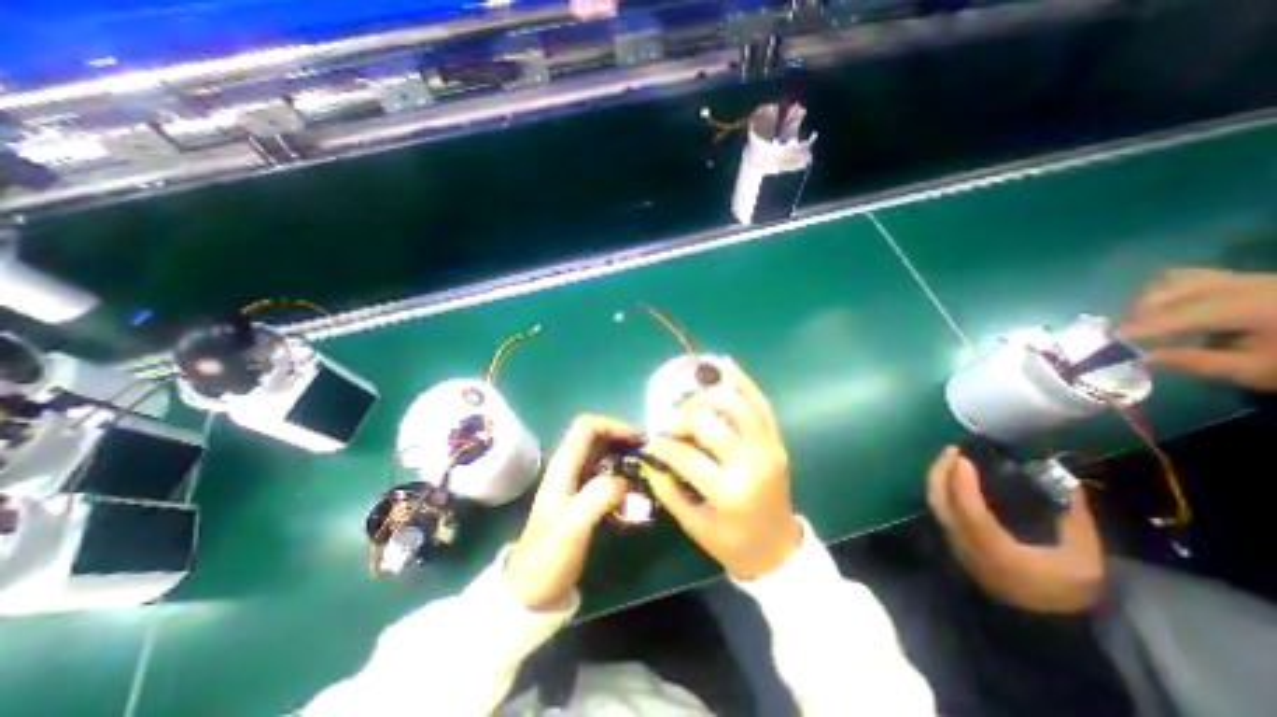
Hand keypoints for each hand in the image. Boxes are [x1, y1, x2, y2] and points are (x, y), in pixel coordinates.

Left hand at [501, 415, 635, 609]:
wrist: (531, 589)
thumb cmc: (549, 556)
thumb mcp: (573, 526)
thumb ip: (597, 497)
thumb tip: (625, 480)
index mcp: (563, 466)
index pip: (587, 426)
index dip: (613, 425)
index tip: (638, 440)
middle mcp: (568, 467)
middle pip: (595, 435)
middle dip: (621, 437)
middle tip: (647, 452)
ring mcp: (574, 481)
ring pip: (601, 453)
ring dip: (623, 453)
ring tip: (645, 466)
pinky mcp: (581, 496)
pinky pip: (604, 472)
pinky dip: (620, 470)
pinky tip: (634, 485)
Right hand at [645, 359, 799, 582]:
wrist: (778, 549)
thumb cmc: (733, 544)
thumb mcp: (695, 526)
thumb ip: (670, 491)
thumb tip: (651, 460)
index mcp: (729, 492)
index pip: (686, 456)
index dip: (662, 446)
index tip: (650, 443)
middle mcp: (751, 463)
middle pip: (710, 423)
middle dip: (683, 417)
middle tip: (671, 422)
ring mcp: (768, 448)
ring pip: (738, 405)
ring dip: (709, 394)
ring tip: (691, 398)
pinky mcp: (776, 441)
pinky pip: (761, 404)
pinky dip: (744, 381)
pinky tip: (726, 364)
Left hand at [924, 444, 1103, 612]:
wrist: (1043, 623)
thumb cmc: (1064, 591)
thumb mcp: (1084, 561)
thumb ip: (1075, 522)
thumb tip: (1069, 485)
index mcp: (994, 549)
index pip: (968, 510)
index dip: (962, 482)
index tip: (964, 459)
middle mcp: (964, 542)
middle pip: (939, 502)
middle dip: (940, 472)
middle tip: (952, 450)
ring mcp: (954, 542)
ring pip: (935, 504)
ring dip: (938, 478)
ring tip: (951, 458)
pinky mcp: (953, 541)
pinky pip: (941, 509)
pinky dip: (942, 489)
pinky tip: (953, 478)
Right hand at [1119, 269, 1276, 391]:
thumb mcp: (1258, 371)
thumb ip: (1200, 363)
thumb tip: (1146, 357)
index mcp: (1252, 307)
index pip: (1179, 315)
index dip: (1141, 328)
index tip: (1111, 340)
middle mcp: (1245, 285)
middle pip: (1171, 293)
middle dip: (1140, 314)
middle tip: (1126, 336)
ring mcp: (1246, 278)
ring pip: (1175, 280)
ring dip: (1149, 300)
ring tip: (1142, 321)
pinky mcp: (1244, 279)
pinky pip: (1190, 276)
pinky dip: (1165, 290)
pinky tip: (1164, 308)